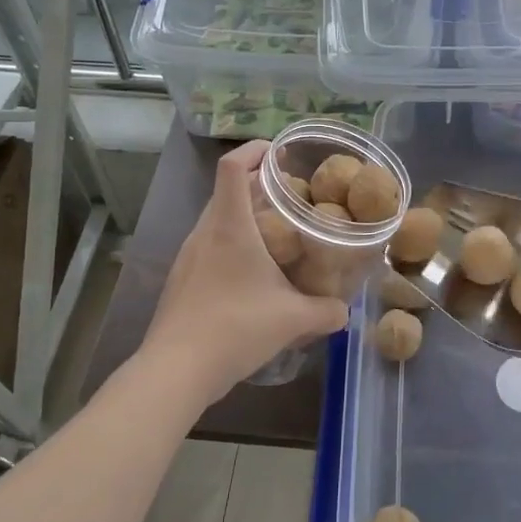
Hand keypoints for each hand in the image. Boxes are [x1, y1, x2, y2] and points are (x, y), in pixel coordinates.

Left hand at [144, 141, 348, 402]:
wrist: (175, 370)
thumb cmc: (235, 327)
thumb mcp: (292, 319)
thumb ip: (326, 311)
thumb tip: (345, 311)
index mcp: (229, 226)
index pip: (232, 166)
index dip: (254, 150)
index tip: (280, 153)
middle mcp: (204, 232)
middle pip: (227, 191)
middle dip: (258, 186)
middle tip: (292, 198)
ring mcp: (188, 256)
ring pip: (217, 220)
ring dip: (245, 217)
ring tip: (277, 235)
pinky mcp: (181, 280)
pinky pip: (209, 246)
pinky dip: (232, 244)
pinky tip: (253, 275)